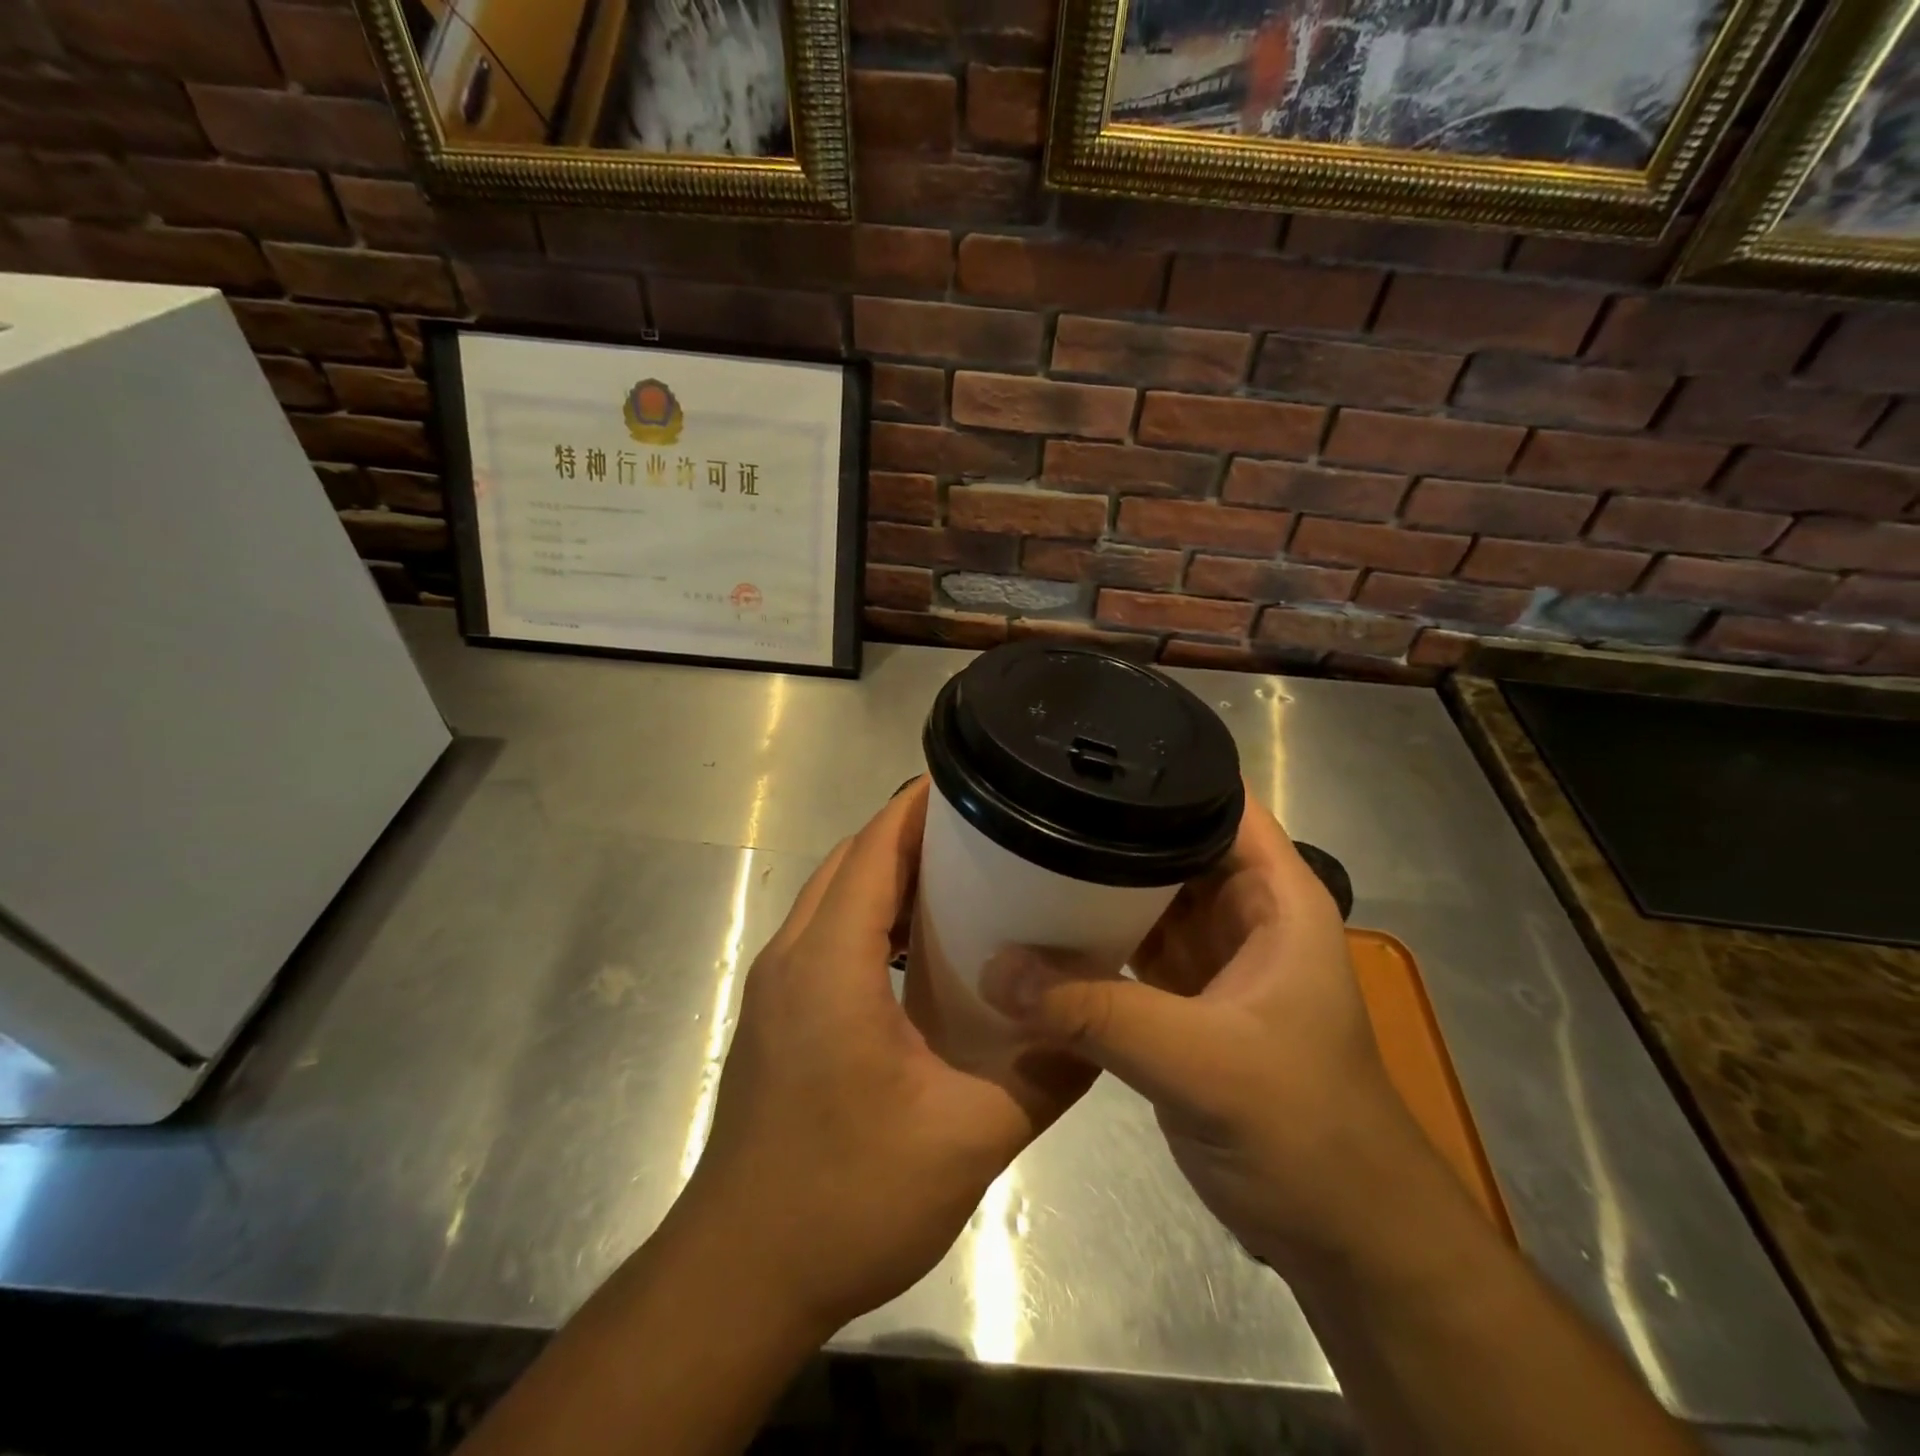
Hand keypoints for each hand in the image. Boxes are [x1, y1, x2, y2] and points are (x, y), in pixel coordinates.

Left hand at [677, 778, 1092, 1336]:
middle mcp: (793, 957)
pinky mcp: (777, 1015)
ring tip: (964, 876)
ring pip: (834, 896)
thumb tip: (1097, 1031)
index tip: (975, 782)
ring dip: (889, 874)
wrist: (740, 1276)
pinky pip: (826, 934)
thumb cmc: (846, 1200)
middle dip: (912, 833)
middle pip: (851, 862)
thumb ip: (1042, 1079)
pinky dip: (871, 917)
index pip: (873, 850)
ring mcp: (777, 986)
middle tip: (988, 829)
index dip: (919, 807)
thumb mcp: (966, 1142)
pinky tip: (920, 950)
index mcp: (830, 964)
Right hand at [981, 793, 1427, 1276]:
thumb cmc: (1305, 1131)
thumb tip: (995, 969)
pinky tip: (1039, 930)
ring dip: (1094, 883)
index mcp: (1275, 896)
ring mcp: (1210, 960)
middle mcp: (1242, 914)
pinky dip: (1091, 940)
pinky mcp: (1182, 1004)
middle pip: (1169, 844)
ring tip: (1021, 850)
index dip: (1160, 770)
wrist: (1341, 1237)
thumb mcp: (1203, 1063)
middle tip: (1029, 800)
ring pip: (1145, 898)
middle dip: (1108, 825)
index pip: (1218, 801)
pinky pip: (1129, 950)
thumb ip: (1097, 1013)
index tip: (1085, 752)